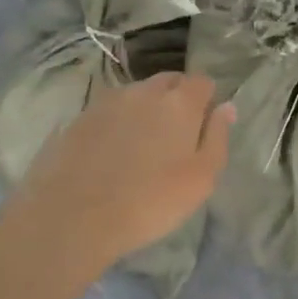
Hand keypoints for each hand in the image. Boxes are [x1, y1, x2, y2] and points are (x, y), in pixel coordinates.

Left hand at [18, 73, 233, 269]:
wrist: (72, 217)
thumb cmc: (150, 201)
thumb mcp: (201, 178)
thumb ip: (217, 137)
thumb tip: (226, 107)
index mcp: (179, 103)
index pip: (202, 81)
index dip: (207, 100)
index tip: (204, 125)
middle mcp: (144, 91)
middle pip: (169, 82)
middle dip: (177, 98)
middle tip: (176, 135)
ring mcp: (107, 102)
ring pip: (136, 95)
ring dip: (145, 110)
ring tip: (142, 145)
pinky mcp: (78, 118)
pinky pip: (109, 112)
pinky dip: (117, 124)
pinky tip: (112, 153)